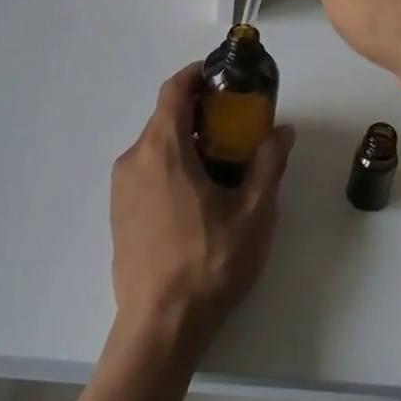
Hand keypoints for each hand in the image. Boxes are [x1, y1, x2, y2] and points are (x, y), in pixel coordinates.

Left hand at [110, 65, 293, 362]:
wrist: (159, 325)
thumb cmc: (209, 263)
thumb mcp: (254, 214)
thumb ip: (269, 164)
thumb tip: (282, 130)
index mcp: (162, 150)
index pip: (173, 91)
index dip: (196, 75)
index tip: (222, 76)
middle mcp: (133, 159)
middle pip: (165, 117)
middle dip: (200, 112)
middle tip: (236, 124)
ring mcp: (120, 187)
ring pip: (155, 145)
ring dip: (186, 141)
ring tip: (222, 161)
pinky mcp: (118, 212)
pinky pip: (146, 170)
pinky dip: (171, 164)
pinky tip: (197, 194)